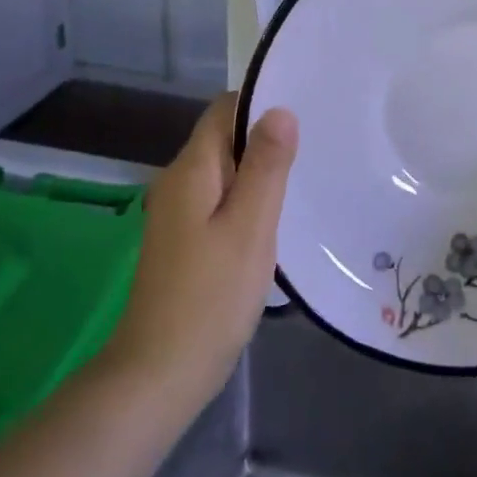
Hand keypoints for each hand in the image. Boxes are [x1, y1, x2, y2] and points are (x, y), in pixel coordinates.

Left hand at [102, 93, 297, 406]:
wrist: (160, 372)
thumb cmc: (211, 295)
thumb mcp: (250, 226)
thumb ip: (266, 166)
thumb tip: (280, 110)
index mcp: (192, 170)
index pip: (225, 110)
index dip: (262, 103)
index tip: (305, 110)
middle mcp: (179, 182)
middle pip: (225, 139)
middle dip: (266, 138)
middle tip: (315, 147)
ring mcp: (178, 213)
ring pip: (225, 172)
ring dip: (260, 171)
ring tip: (305, 178)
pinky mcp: (184, 240)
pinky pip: (220, 201)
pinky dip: (248, 199)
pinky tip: (275, 218)